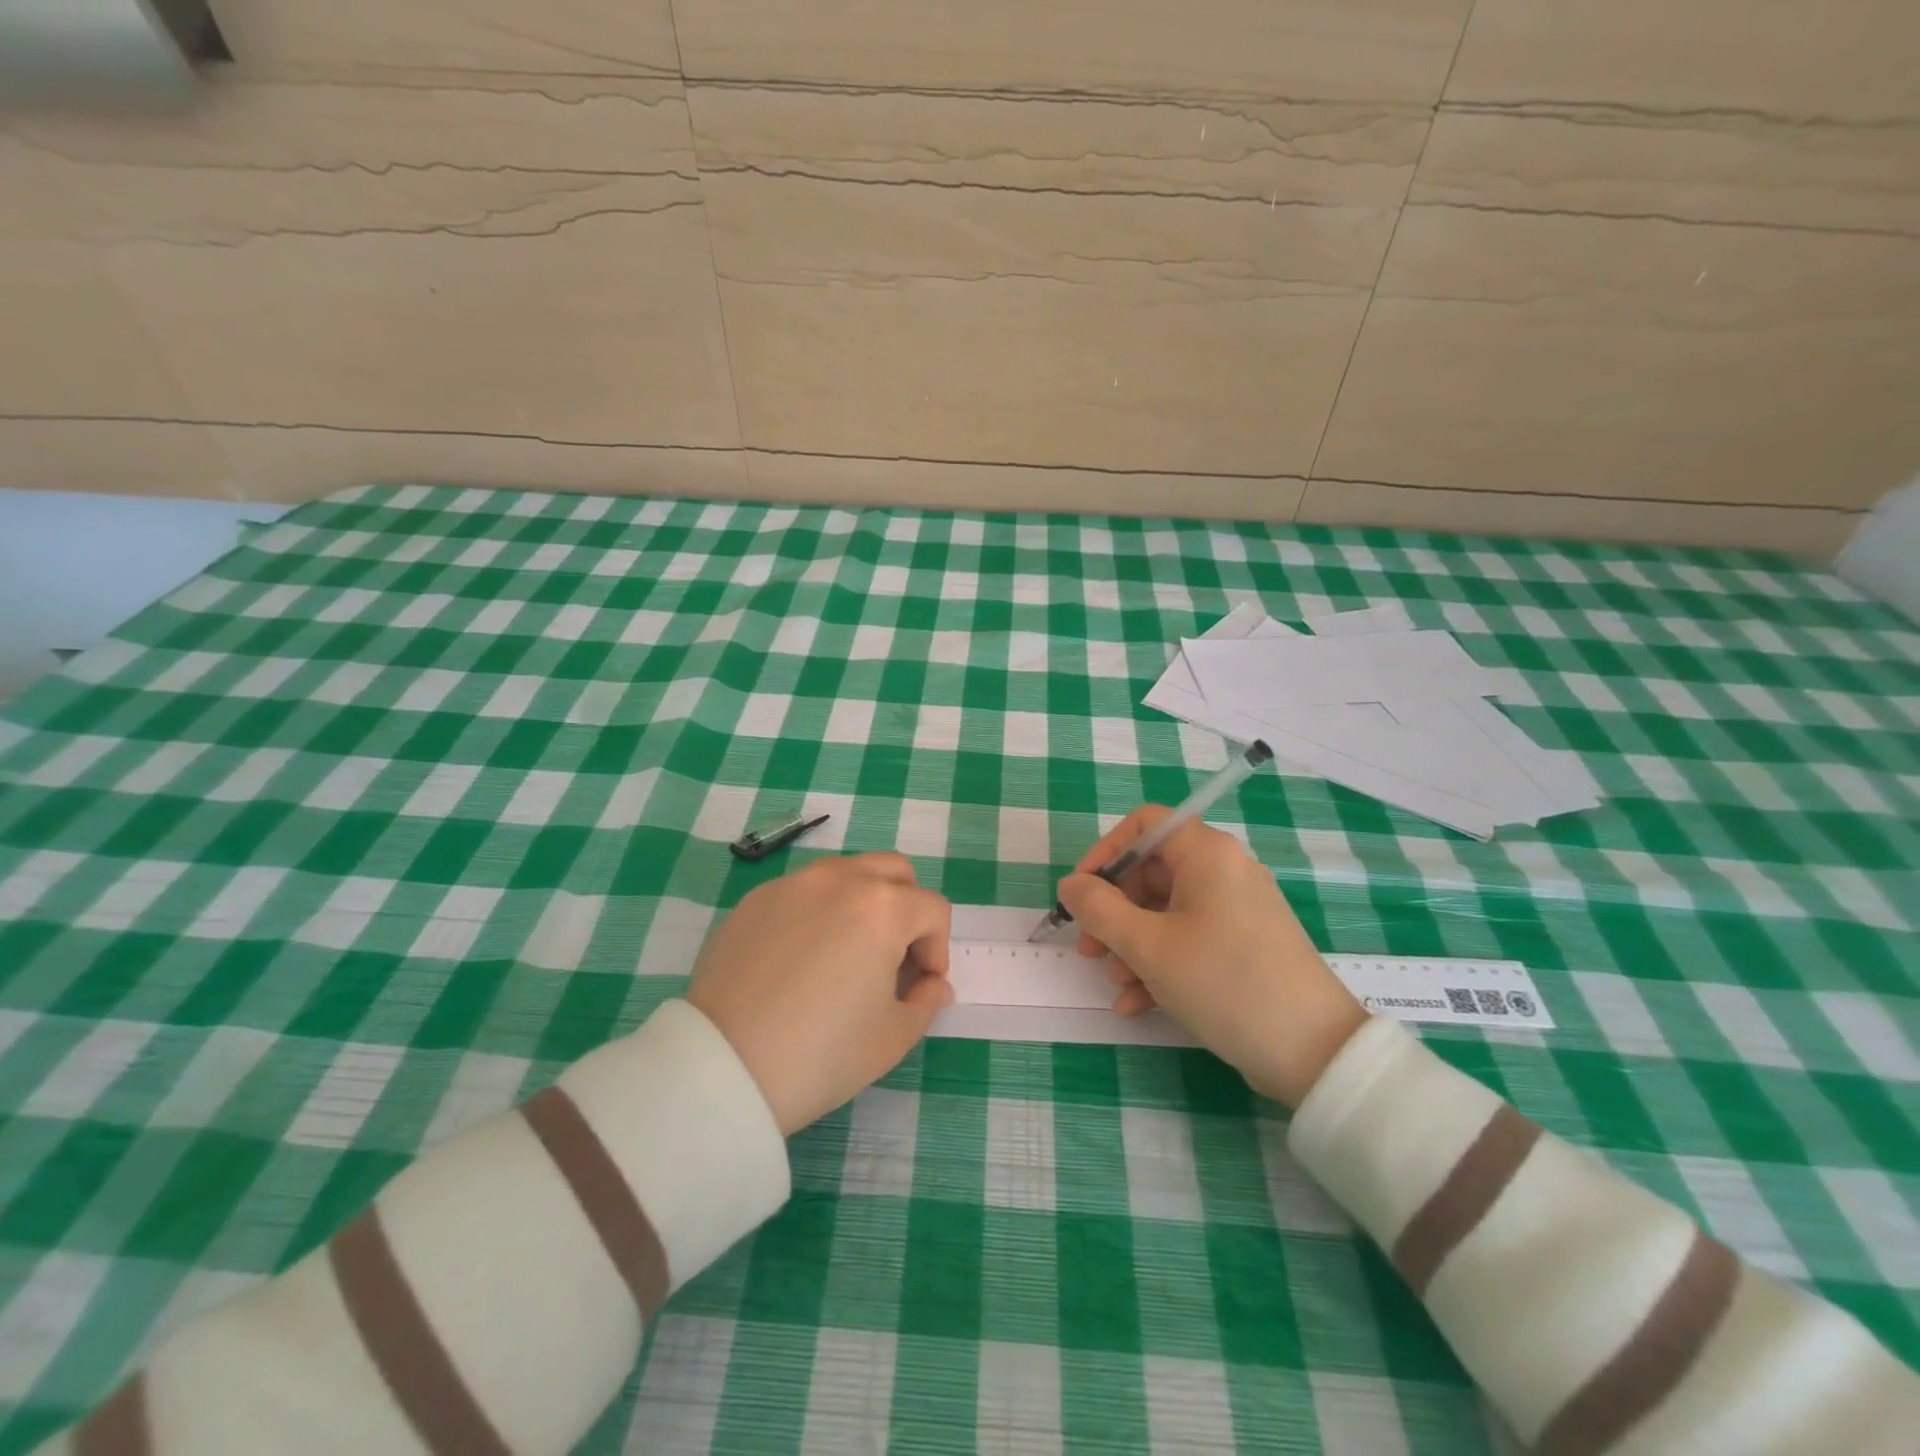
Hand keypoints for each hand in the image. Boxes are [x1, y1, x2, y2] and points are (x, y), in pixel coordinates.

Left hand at [686, 852, 953, 1134]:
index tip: (919, 988)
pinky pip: (804, 891)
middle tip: (892, 957)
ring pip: (847, 873)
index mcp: (883, 907)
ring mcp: (794, 883)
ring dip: (863, 902)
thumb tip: (933, 984)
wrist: (723, 1066)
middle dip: (907, 908)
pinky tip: (801, 959)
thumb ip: (925, 1001)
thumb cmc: (821, 1053)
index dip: (937, 950)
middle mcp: (841, 879)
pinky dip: (819, 911)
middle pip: (894, 872)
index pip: (933, 910)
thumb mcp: (891, 1038)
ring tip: (847, 953)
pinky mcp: (756, 899)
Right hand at [1058, 806, 1367, 1107]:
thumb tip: (1070, 885)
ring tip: (1115, 982)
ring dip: (1131, 944)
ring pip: (1166, 911)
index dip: (1105, 851)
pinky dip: (1159, 964)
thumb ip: (1099, 909)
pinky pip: (1189, 940)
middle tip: (1088, 949)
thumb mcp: (1148, 946)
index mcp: (1206, 854)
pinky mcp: (1243, 945)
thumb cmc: (1223, 981)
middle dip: (1112, 911)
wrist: (1312, 1051)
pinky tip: (1136, 1003)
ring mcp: (1236, 910)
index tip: (1080, 891)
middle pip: (1151, 872)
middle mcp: (1224, 871)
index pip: (1144, 824)